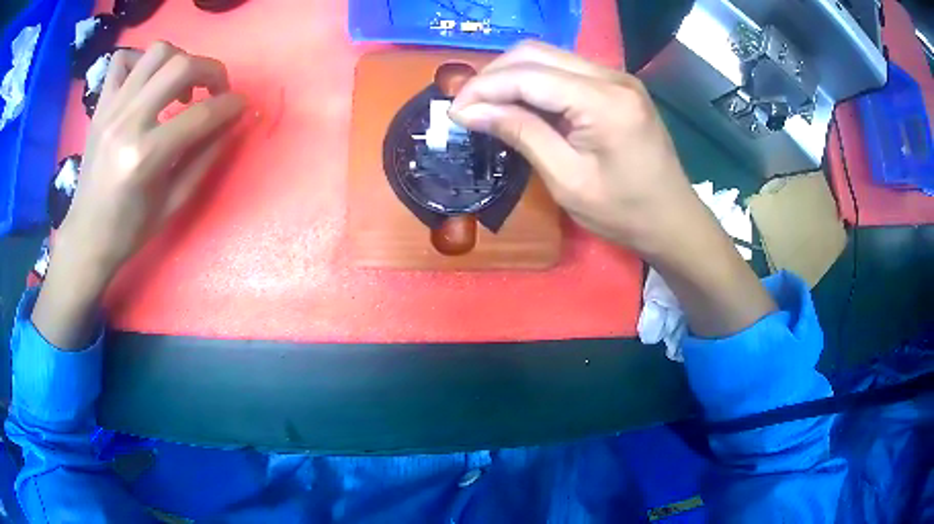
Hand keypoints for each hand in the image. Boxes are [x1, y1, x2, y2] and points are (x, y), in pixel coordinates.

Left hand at [61, 41, 244, 275]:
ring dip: (179, 60)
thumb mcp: (174, 202)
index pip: (201, 114)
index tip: (241, 106)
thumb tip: (231, 122)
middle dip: (211, 71)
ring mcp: (111, 109)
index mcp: (146, 156)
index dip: (230, 105)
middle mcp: (128, 122)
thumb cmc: (130, 228)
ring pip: (156, 53)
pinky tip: (146, 82)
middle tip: (215, 90)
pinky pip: (122, 59)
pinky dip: (140, 61)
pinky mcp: (100, 105)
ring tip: (180, 85)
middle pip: (180, 66)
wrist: (87, 236)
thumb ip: (205, 157)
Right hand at [450, 41, 699, 254]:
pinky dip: (534, 80)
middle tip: (467, 107)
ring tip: (486, 104)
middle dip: (493, 75)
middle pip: (536, 53)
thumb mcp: (567, 180)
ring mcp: (617, 77)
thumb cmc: (624, 212)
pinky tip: (519, 102)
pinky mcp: (617, 85)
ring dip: (511, 74)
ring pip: (548, 56)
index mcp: (604, 102)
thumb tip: (470, 112)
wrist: (672, 219)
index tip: (452, 112)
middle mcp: (612, 76)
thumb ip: (521, 134)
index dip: (484, 88)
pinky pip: (565, 69)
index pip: (528, 76)